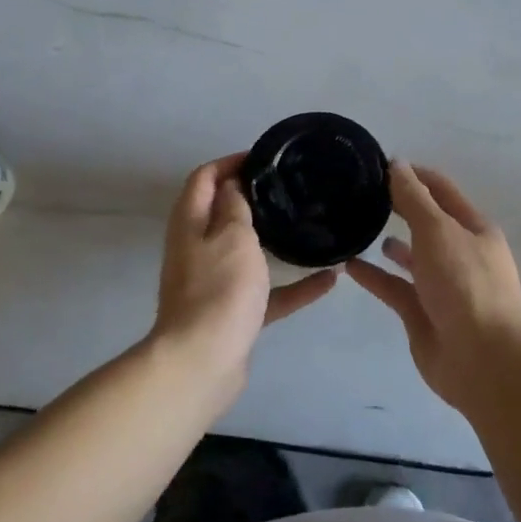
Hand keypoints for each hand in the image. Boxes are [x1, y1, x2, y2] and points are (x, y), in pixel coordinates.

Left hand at [150, 155, 336, 408]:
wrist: (202, 363)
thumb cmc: (219, 289)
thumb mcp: (232, 235)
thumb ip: (234, 206)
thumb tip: (232, 185)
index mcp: (191, 223)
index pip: (204, 178)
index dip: (230, 162)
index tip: (264, 158)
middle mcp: (197, 249)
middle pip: (222, 213)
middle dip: (252, 198)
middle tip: (290, 188)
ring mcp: (213, 283)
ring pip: (245, 252)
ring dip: (274, 240)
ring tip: (307, 226)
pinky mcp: (232, 313)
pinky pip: (266, 292)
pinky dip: (293, 286)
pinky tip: (329, 280)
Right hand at [347, 163, 520, 413]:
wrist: (483, 361)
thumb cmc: (465, 284)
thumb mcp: (438, 231)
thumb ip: (414, 198)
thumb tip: (397, 163)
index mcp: (473, 228)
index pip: (440, 189)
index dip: (413, 174)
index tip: (378, 165)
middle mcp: (459, 253)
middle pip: (425, 221)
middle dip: (398, 207)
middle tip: (360, 194)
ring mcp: (441, 285)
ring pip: (411, 256)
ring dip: (388, 242)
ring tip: (355, 227)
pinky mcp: (422, 314)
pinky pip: (394, 288)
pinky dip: (374, 276)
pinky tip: (348, 265)